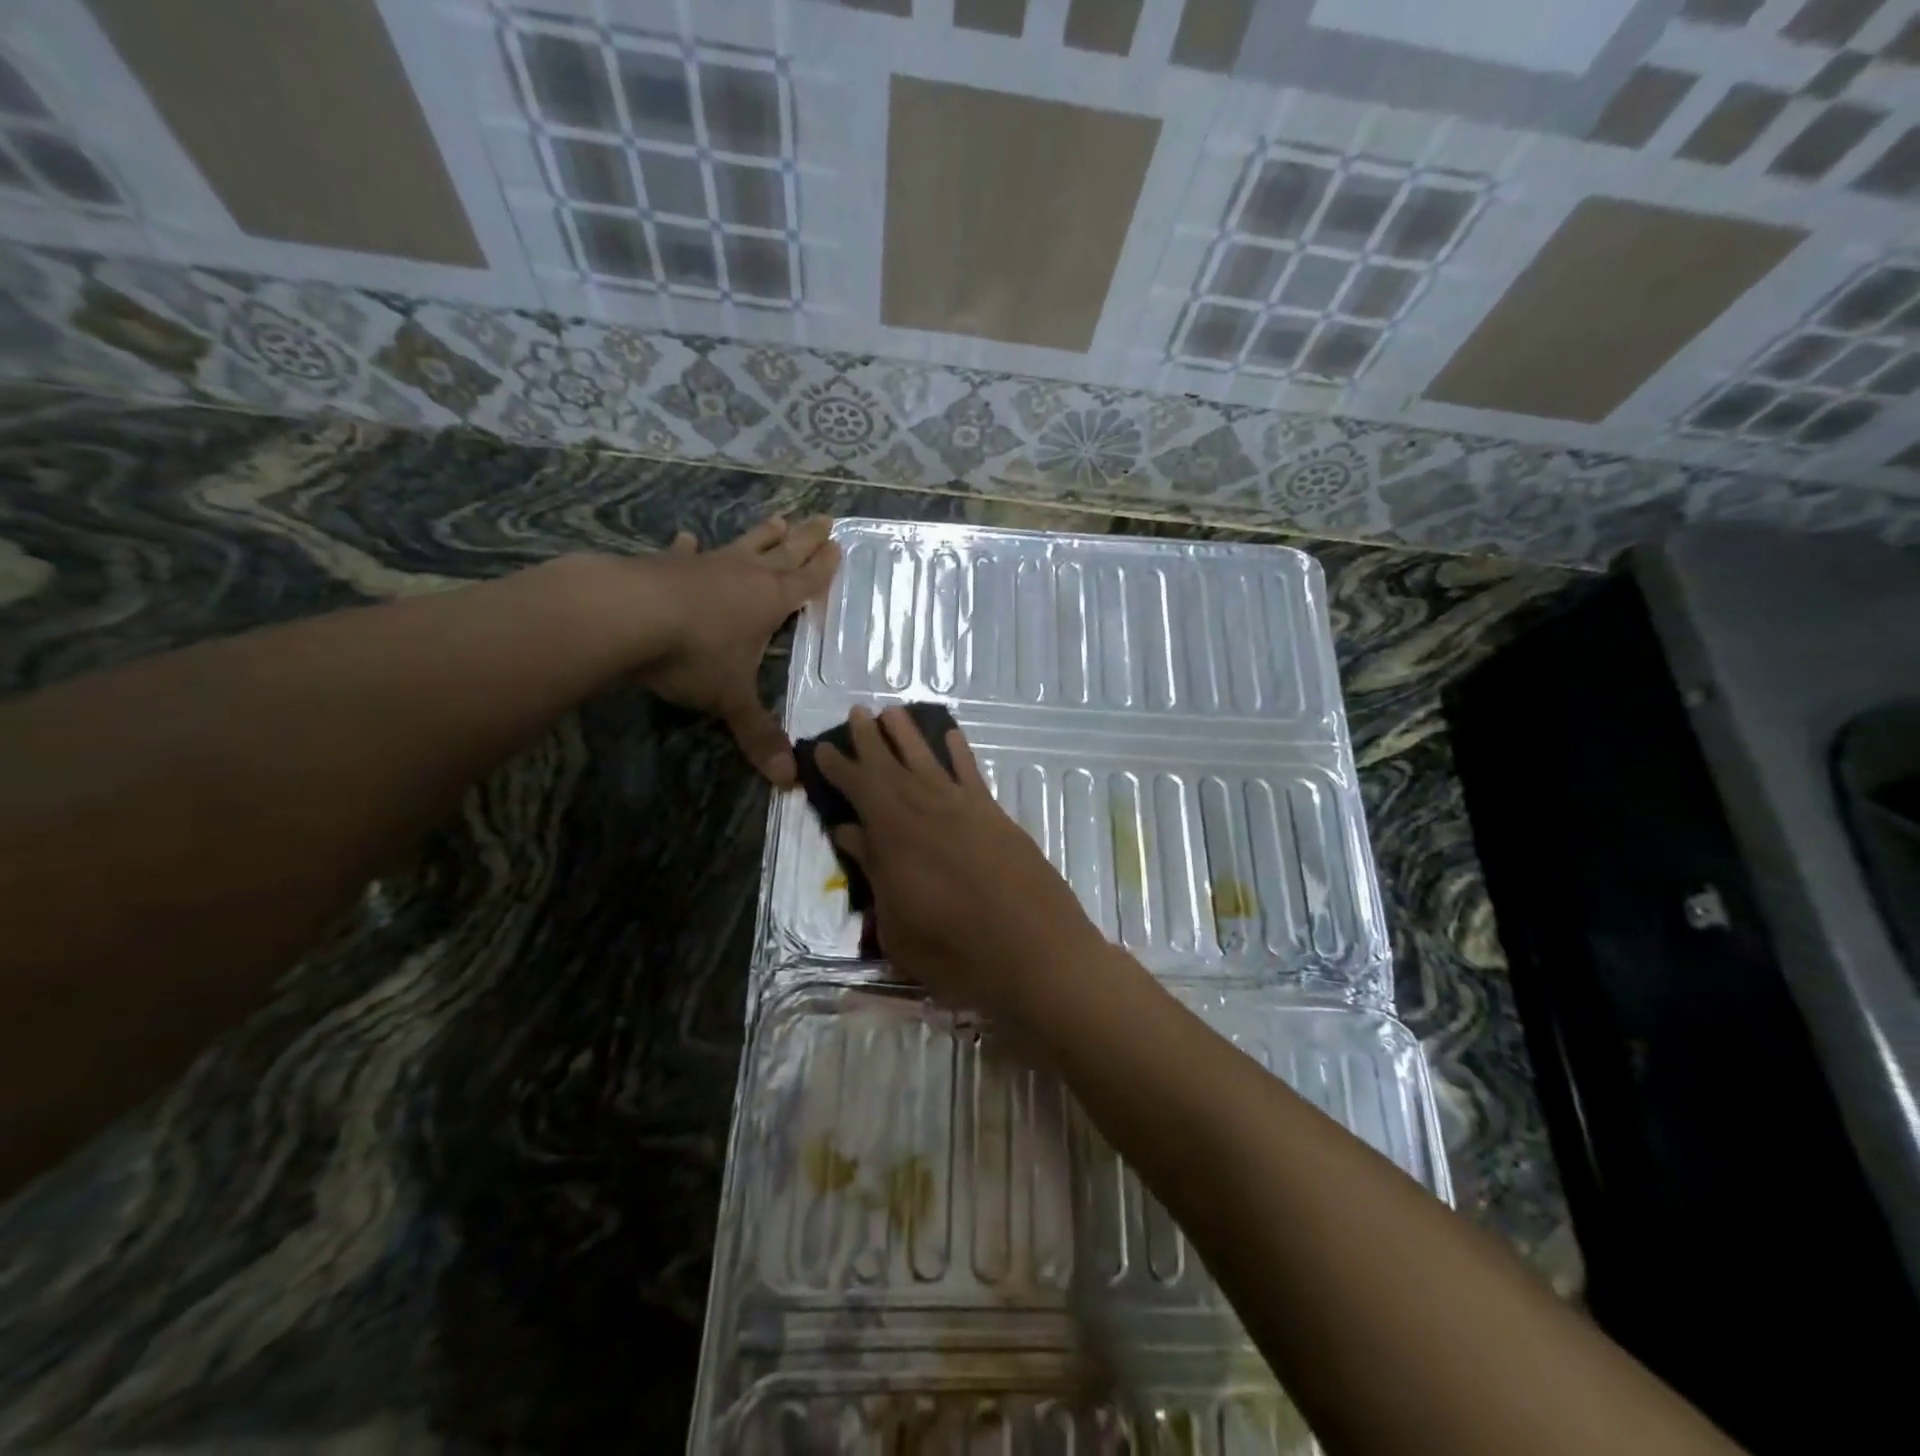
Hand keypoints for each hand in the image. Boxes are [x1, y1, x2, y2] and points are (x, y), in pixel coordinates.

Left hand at [632, 515, 838, 785]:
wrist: (626, 615)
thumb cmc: (694, 656)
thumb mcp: (730, 700)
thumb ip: (757, 735)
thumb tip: (788, 782)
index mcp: (770, 602)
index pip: (807, 582)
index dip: (824, 568)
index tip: (838, 546)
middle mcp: (745, 576)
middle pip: (784, 553)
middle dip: (806, 539)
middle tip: (825, 519)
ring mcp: (706, 566)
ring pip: (744, 545)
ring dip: (762, 534)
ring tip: (778, 519)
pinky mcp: (667, 565)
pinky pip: (686, 554)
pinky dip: (690, 548)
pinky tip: (688, 539)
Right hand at [815, 705, 1110, 1026]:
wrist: (1034, 952)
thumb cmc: (954, 951)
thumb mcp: (896, 924)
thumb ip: (873, 871)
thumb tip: (849, 832)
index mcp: (894, 833)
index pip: (858, 788)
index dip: (839, 767)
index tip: (823, 747)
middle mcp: (927, 808)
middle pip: (891, 764)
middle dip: (870, 738)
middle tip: (856, 712)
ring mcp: (964, 808)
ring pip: (929, 759)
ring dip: (909, 734)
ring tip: (893, 711)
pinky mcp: (995, 816)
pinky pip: (971, 774)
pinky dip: (960, 752)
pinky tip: (952, 737)